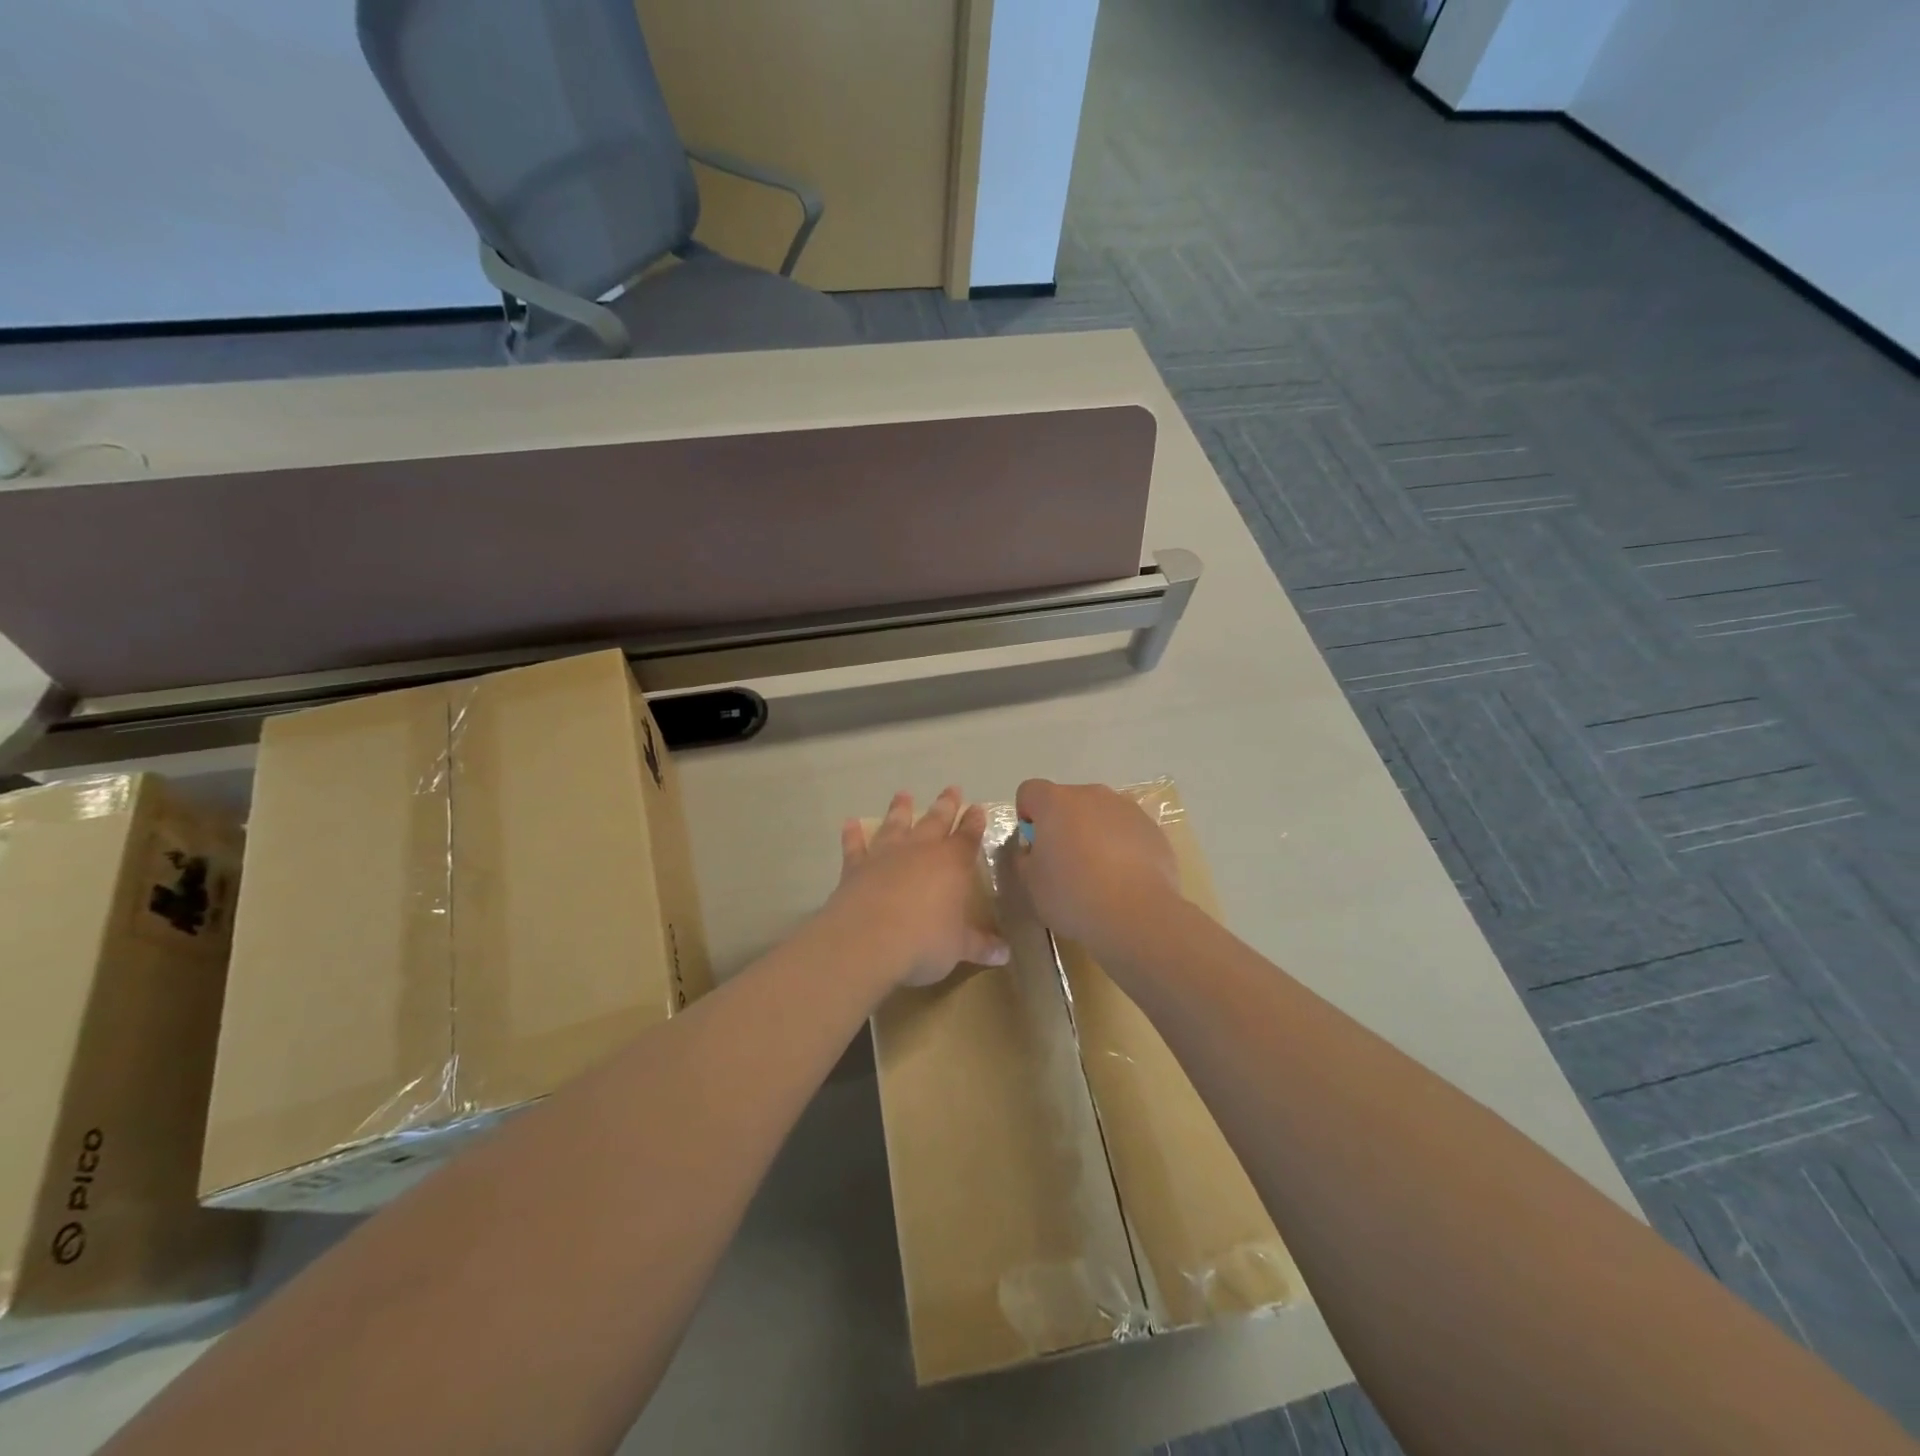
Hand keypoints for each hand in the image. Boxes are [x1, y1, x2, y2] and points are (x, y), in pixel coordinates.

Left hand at [830, 787, 1010, 987]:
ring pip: (896, 824)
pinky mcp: (856, 867)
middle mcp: (920, 850)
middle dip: (946, 805)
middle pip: (936, 821)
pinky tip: (850, 823)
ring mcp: (886, 855)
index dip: (975, 822)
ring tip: (903, 794)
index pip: (968, 837)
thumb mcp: (959, 948)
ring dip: (900, 809)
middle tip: (951, 789)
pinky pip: (855, 845)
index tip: (977, 808)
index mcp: (952, 863)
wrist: (867, 941)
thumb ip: (981, 946)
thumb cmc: (924, 942)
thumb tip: (1005, 954)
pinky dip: (853, 834)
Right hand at [1013, 779, 1180, 950]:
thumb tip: (1034, 850)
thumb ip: (1025, 858)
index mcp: (1055, 802)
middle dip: (1063, 824)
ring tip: (1099, 873)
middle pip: (1068, 801)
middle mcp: (1092, 795)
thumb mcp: (1030, 883)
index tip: (1034, 846)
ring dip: (1094, 832)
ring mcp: (1127, 809)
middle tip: (1065, 862)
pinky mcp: (1153, 828)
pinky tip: (1124, 878)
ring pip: (1100, 814)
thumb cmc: (1073, 895)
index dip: (1027, 815)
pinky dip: (1122, 845)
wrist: (1137, 914)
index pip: (1029, 791)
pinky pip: (1127, 830)